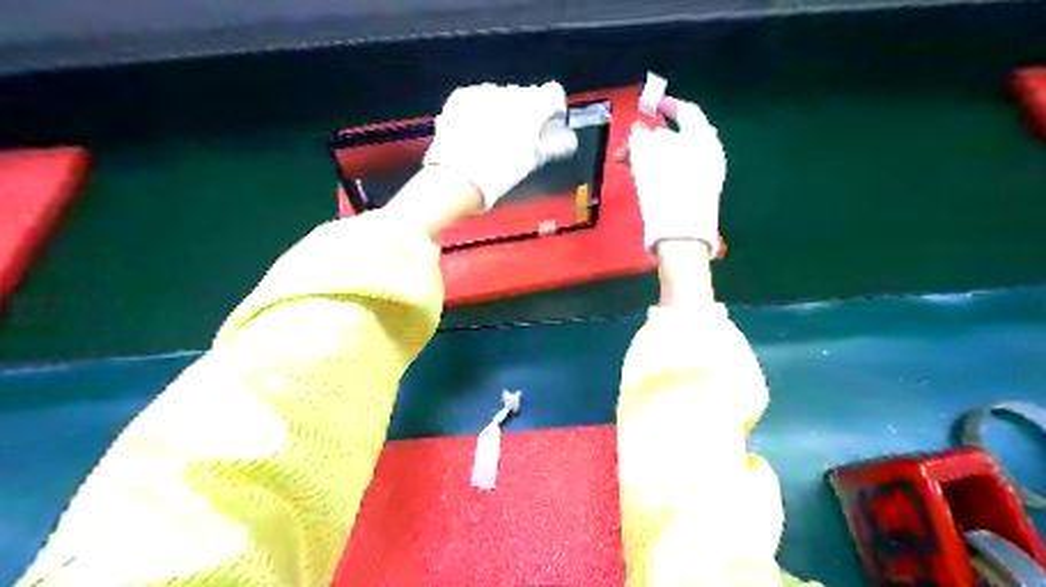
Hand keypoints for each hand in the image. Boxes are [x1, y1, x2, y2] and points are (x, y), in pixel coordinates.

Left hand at [419, 81, 575, 207]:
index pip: (554, 92)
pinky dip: (480, 110)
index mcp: (533, 105)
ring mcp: (483, 92)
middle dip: (526, 112)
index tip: (548, 126)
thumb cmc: (502, 171)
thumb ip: (554, 145)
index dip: (553, 109)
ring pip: (501, 96)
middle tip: (520, 138)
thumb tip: (567, 139)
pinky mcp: (461, 96)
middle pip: (526, 94)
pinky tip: (475, 132)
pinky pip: (478, 98)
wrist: (458, 177)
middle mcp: (509, 92)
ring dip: (503, 110)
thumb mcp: (533, 161)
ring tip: (494, 138)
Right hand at [624, 97, 724, 253]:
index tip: (652, 106)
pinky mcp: (696, 196)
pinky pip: (676, 174)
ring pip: (674, 158)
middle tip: (629, 144)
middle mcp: (708, 154)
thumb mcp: (647, 155)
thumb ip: (641, 138)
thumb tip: (639, 130)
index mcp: (702, 138)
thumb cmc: (665, 187)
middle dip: (649, 139)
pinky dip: (659, 171)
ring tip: (627, 163)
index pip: (687, 113)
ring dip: (649, 156)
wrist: (680, 232)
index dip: (668, 106)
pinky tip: (641, 178)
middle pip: (678, 137)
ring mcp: (704, 177)